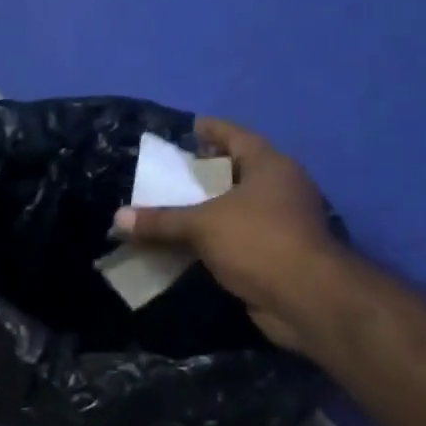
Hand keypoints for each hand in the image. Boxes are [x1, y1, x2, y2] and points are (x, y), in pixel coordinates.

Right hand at [114, 118, 340, 351]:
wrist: (306, 298)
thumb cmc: (258, 241)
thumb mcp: (202, 225)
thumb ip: (161, 220)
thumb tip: (118, 218)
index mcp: (270, 166)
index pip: (236, 136)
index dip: (212, 130)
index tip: (189, 127)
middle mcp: (280, 188)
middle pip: (237, 171)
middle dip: (205, 172)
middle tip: (172, 171)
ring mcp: (282, 222)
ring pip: (237, 208)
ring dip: (207, 209)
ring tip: (172, 207)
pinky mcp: (277, 254)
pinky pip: (237, 238)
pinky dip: (214, 239)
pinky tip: (187, 244)